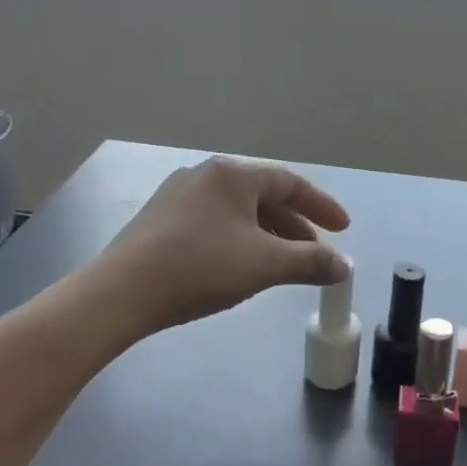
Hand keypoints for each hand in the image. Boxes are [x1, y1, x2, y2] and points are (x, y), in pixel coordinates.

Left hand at [103, 157, 349, 333]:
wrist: (122, 291)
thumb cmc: (201, 267)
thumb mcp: (264, 264)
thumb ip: (310, 262)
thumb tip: (344, 267)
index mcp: (233, 174)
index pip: (290, 183)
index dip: (321, 206)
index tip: (343, 229)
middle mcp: (205, 174)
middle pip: (263, 195)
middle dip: (294, 225)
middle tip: (315, 252)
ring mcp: (178, 195)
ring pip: (237, 211)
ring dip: (267, 234)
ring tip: (282, 263)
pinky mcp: (159, 219)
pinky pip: (213, 222)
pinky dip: (238, 238)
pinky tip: (239, 264)